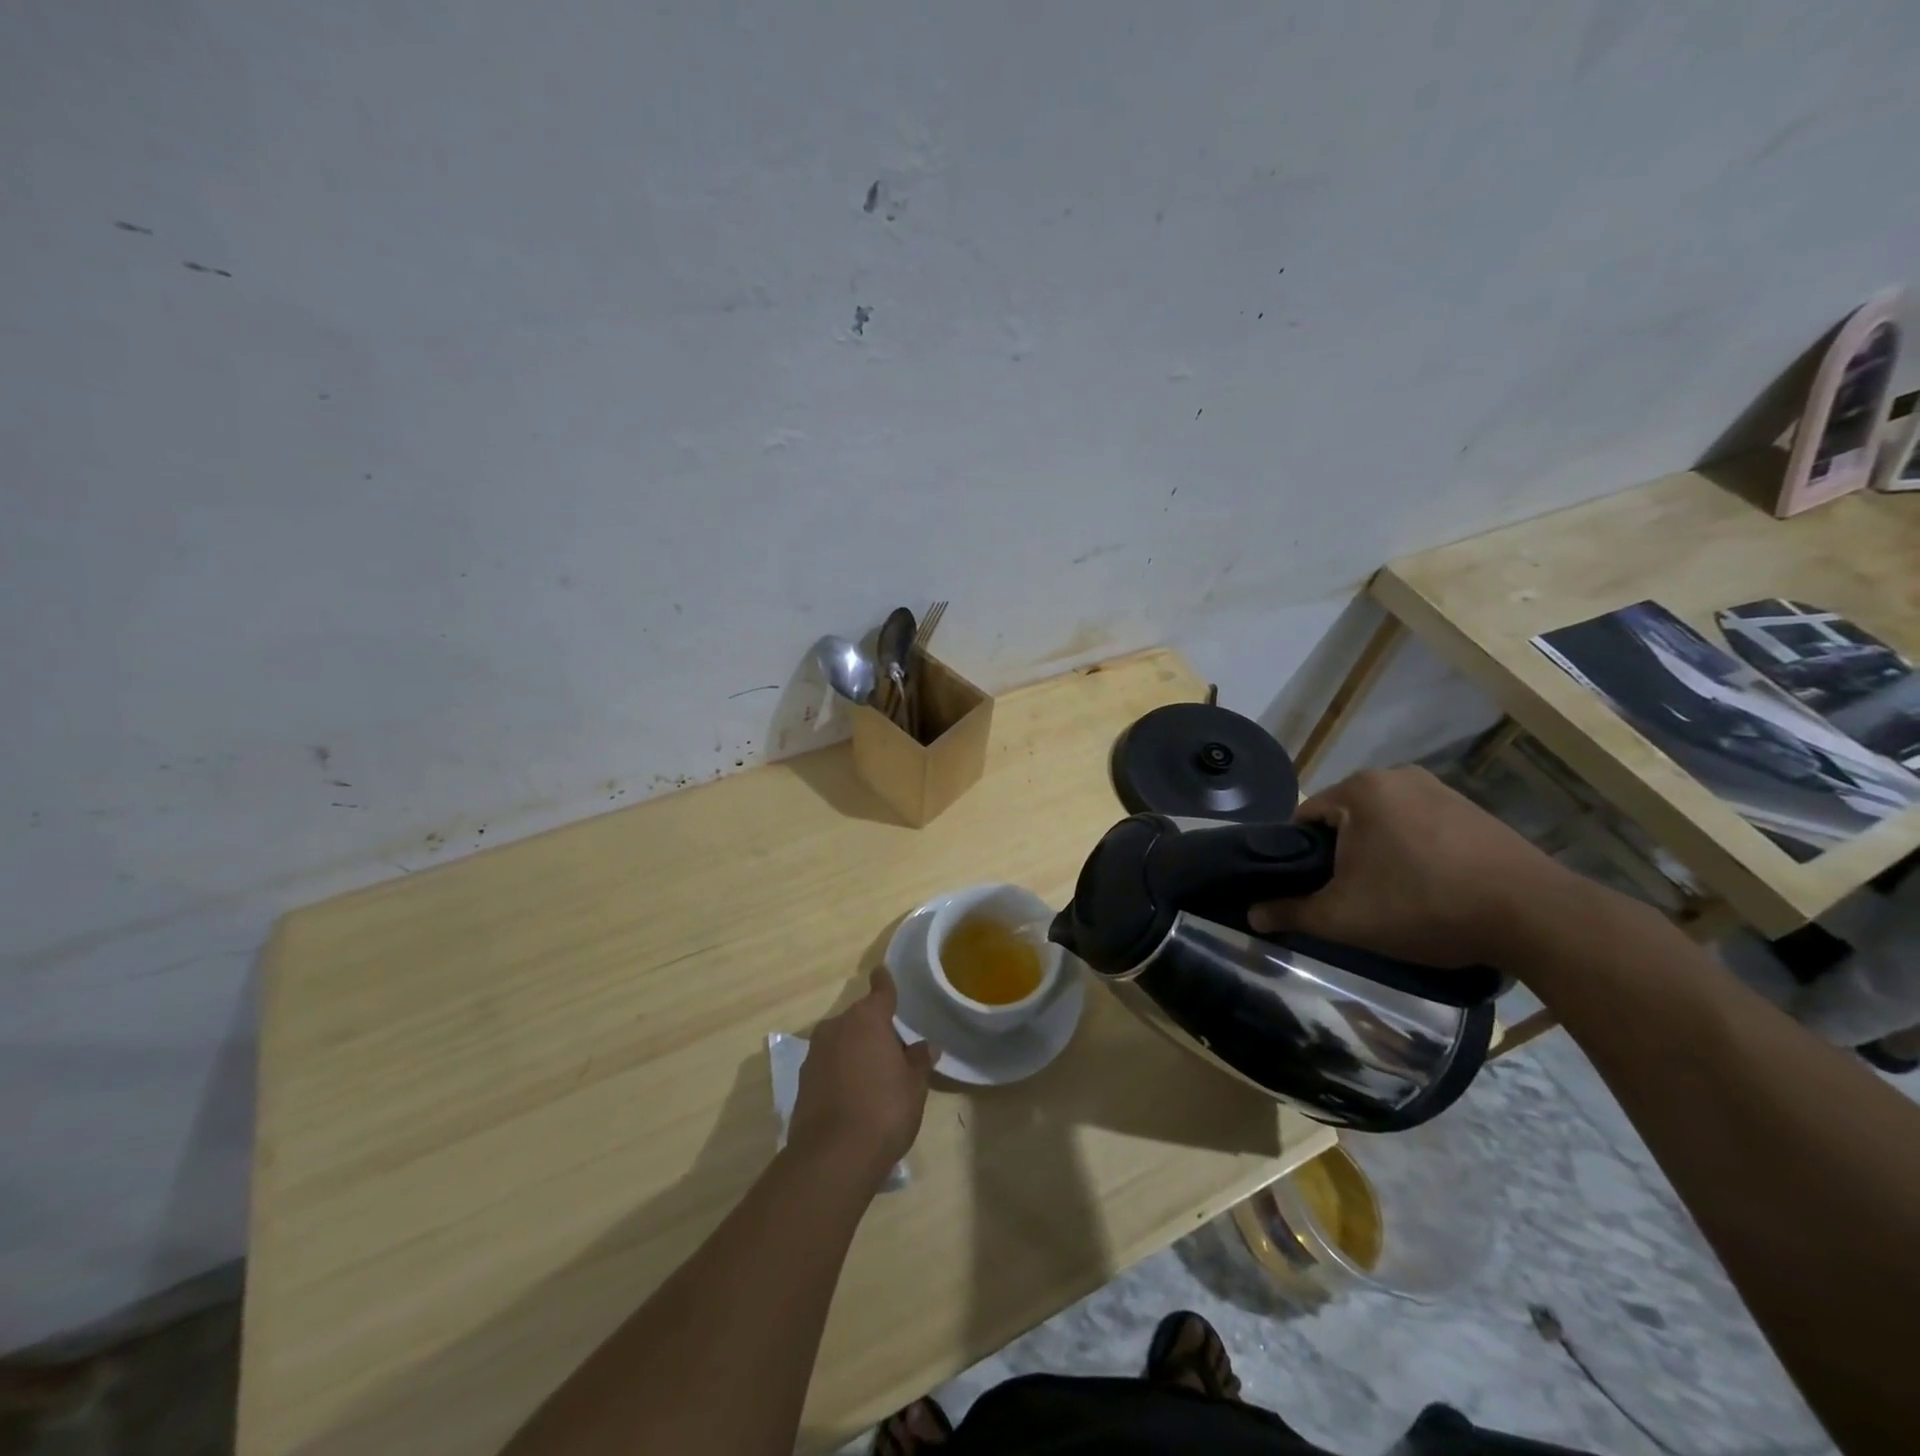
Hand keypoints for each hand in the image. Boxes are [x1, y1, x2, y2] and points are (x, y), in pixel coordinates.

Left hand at [788, 968, 936, 1186]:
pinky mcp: (802, 1080)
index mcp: (868, 1019)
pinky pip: (828, 1064)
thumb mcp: (914, 1086)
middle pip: (860, 1018)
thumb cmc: (884, 1111)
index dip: (884, 983)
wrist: (833, 1156)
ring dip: (855, 1050)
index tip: (881, 971)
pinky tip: (853, 1094)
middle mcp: (837, 1027)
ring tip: (874, 1075)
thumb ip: (919, 1061)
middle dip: (874, 1028)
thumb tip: (925, 1046)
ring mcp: (815, 1053)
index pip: (881, 992)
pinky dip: (840, 1071)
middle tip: (894, 1050)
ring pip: (841, 1041)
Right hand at [1248, 766, 1577, 968]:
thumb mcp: (1344, 917)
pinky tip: (1429, 890)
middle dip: (1341, 857)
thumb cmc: (1423, 905)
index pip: (1304, 817)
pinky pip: (1421, 829)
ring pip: (1384, 825)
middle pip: (1345, 820)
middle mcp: (1397, 777)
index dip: (1298, 857)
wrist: (1535, 916)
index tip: (1310, 891)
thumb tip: (1251, 915)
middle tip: (1351, 900)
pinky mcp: (1474, 812)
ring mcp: (1441, 791)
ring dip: (1378, 856)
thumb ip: (1290, 912)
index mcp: (1360, 789)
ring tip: (1391, 899)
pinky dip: (1414, 855)